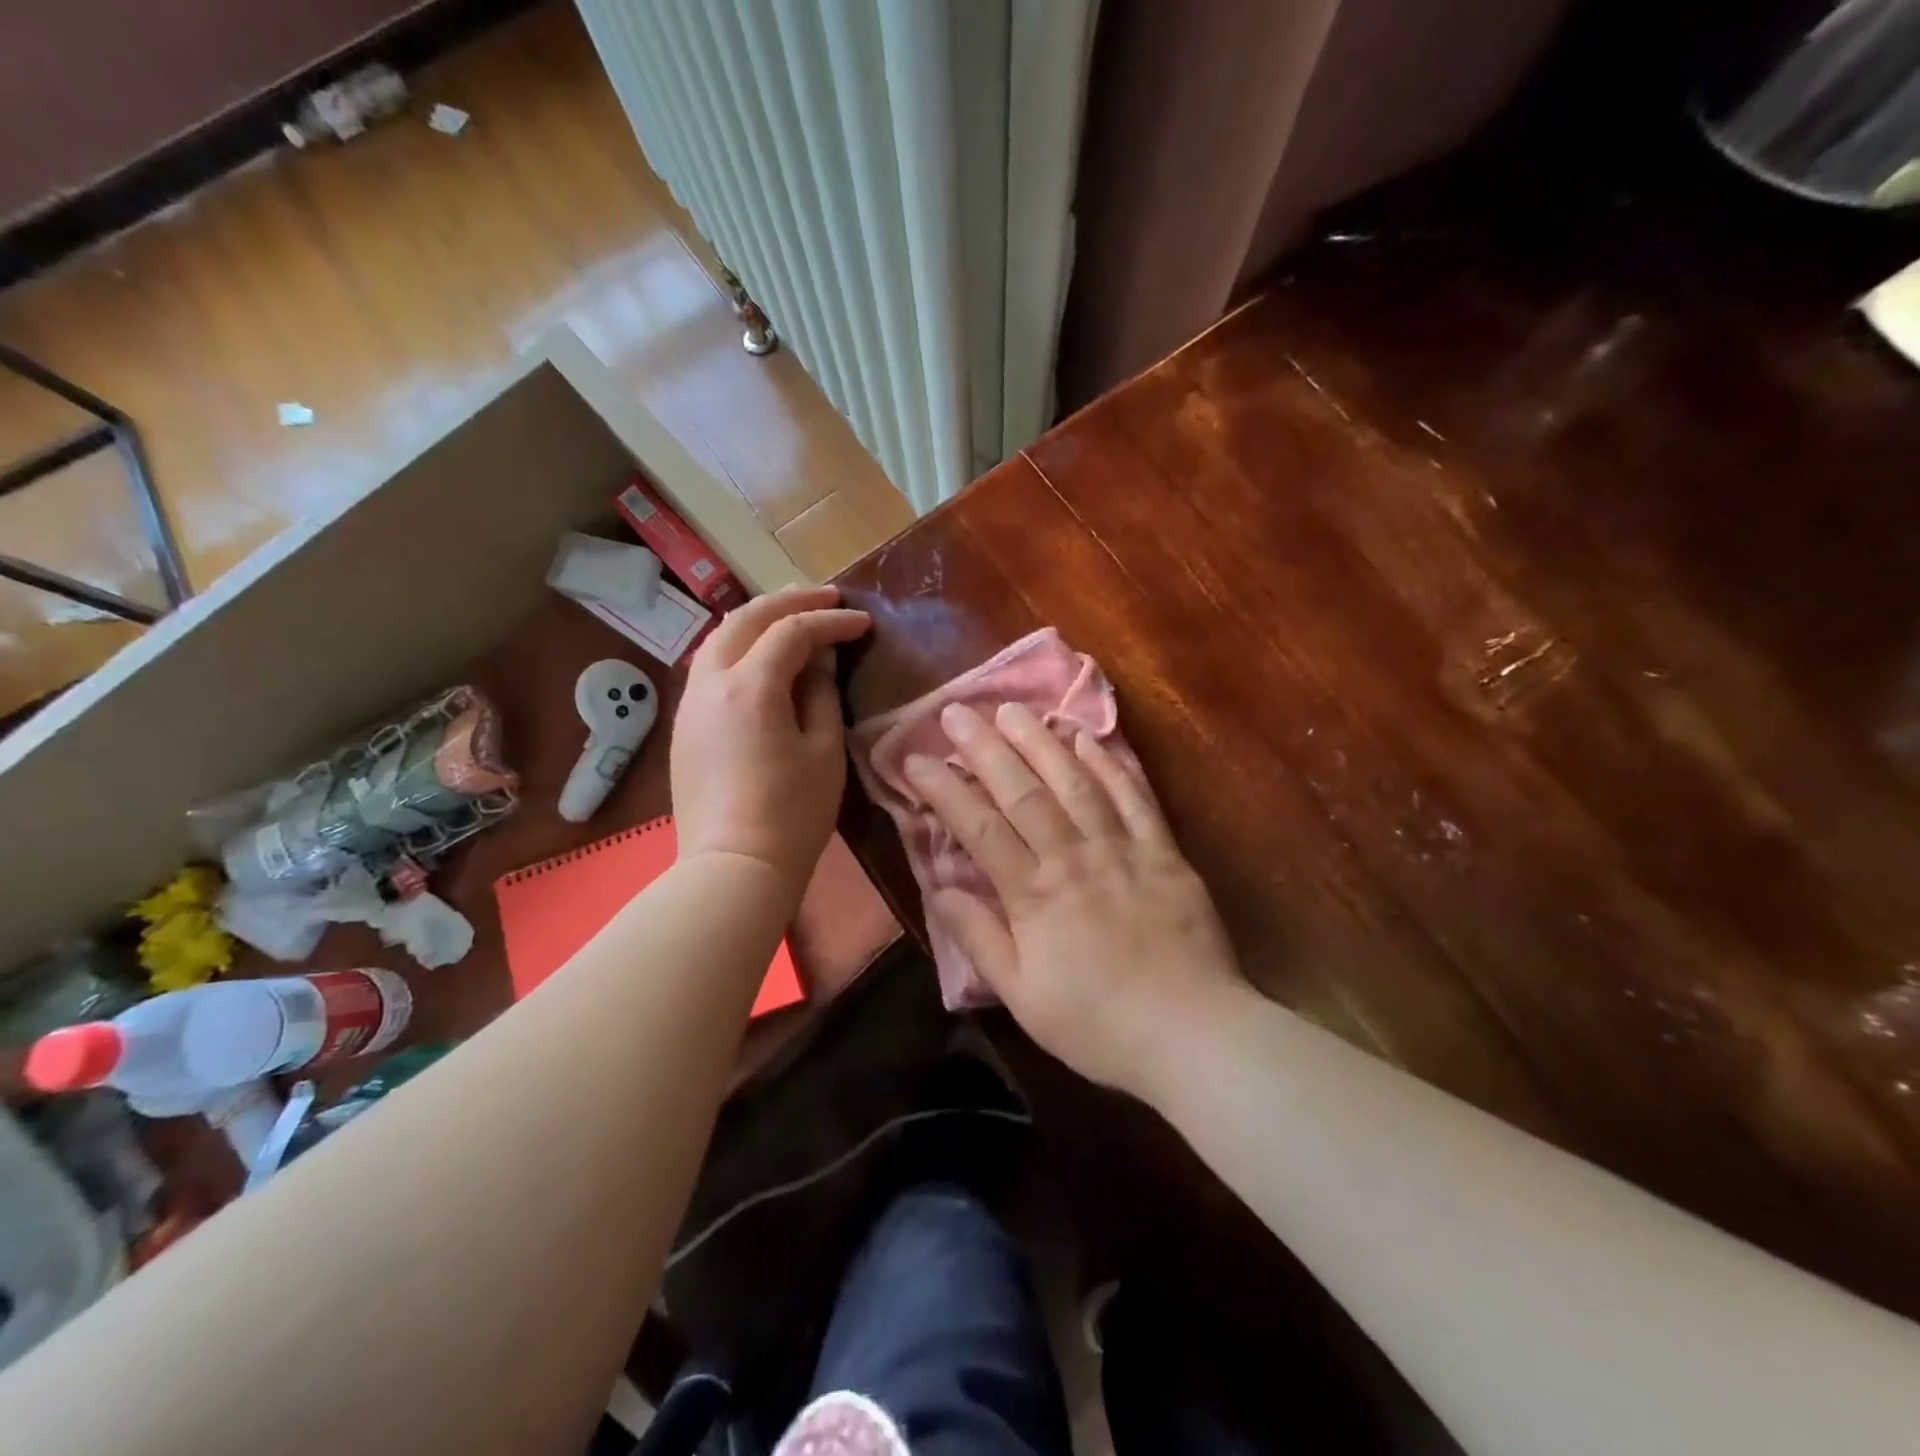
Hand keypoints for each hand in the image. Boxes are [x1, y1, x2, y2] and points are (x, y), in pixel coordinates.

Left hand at [672, 586, 869, 892]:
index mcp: (750, 686)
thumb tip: (819, 660)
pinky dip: (739, 646)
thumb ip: (821, 694)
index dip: (831, 621)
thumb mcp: (824, 751)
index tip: (863, 622)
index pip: (793, 632)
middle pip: (746, 619)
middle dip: (789, 602)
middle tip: (827, 599)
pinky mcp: (685, 725)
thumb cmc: (792, 814)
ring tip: (793, 617)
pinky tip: (761, 656)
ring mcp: (691, 703)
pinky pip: (710, 666)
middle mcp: (711, 682)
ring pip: (720, 638)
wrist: (734, 867)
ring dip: (758, 620)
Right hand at [906, 701, 1247, 1099]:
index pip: (979, 828)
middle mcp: (1073, 858)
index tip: (915, 759)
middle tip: (957, 711)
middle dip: (985, 748)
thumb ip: (980, 938)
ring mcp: (1122, 849)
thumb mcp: (1022, 996)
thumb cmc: (1098, 1025)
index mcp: (1034, 895)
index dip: (944, 790)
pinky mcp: (1164, 852)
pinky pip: (1134, 798)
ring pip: (1075, 783)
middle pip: (1022, 792)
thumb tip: (940, 887)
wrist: (1192, 1034)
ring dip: (1041, 742)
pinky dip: (1110, 765)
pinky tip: (1088, 738)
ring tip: (1014, 709)